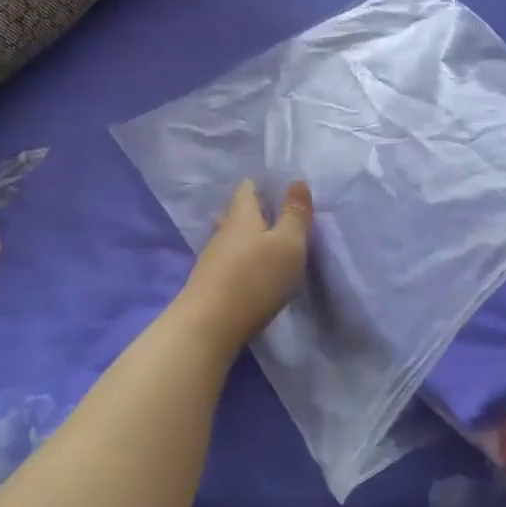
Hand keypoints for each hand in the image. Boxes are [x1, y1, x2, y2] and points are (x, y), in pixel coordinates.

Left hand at [171, 179, 312, 351]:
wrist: (208, 326)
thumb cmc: (254, 279)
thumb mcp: (288, 244)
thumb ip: (295, 214)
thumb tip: (297, 181)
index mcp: (242, 215)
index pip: (247, 188)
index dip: (262, 185)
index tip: (279, 189)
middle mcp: (223, 231)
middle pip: (237, 213)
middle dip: (255, 212)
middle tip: (277, 216)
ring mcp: (212, 258)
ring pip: (232, 238)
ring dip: (248, 238)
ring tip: (268, 244)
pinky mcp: (209, 283)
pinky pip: (228, 261)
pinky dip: (241, 260)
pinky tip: (252, 271)